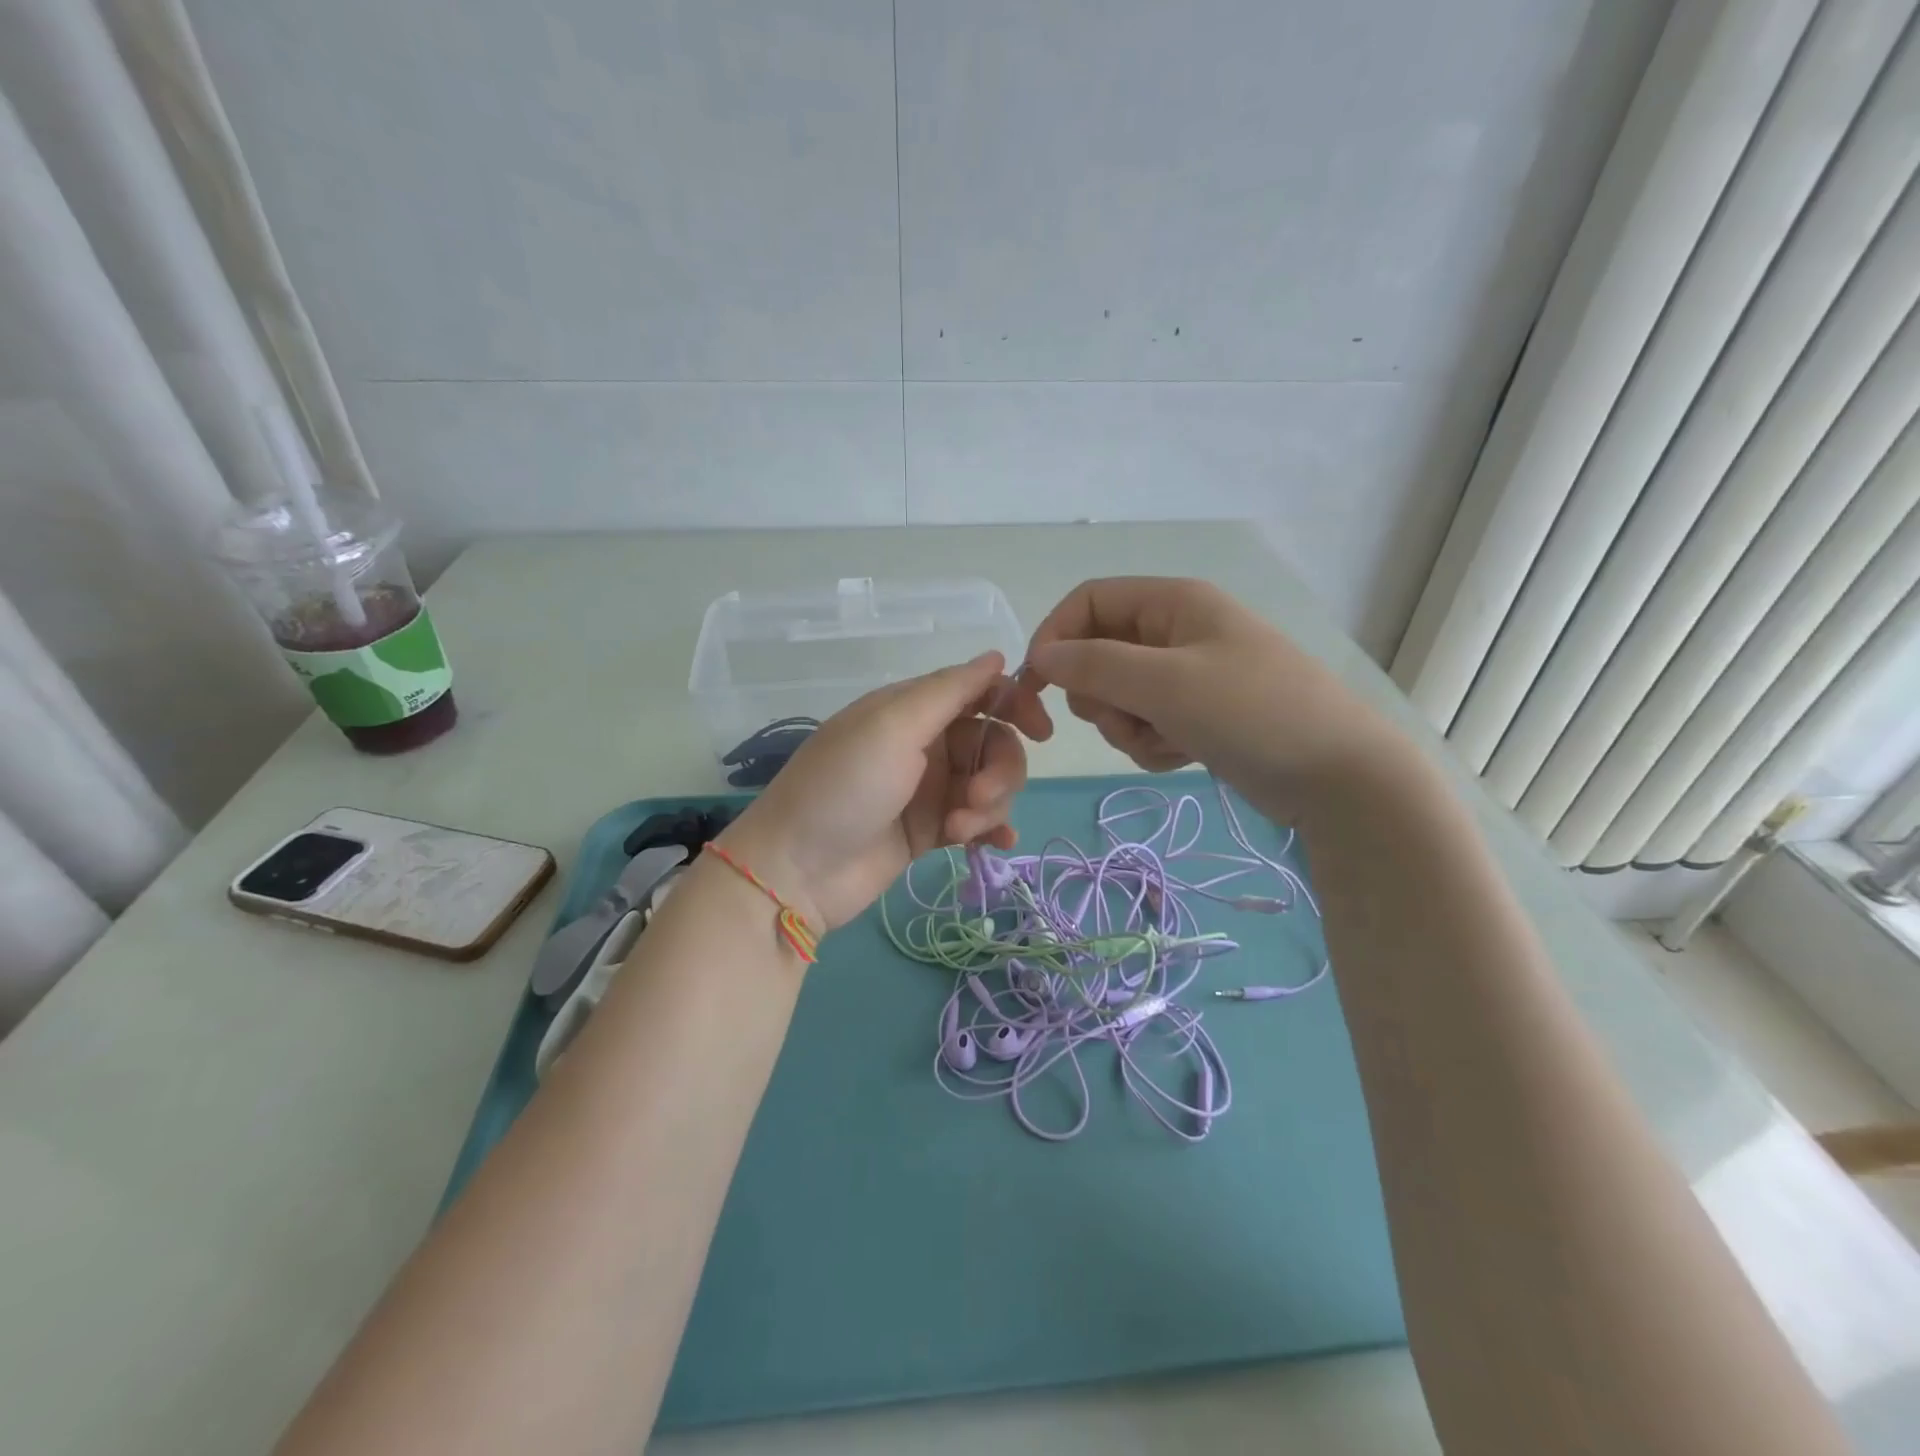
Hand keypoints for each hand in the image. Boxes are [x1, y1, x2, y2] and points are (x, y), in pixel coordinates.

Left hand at [718, 652, 1051, 929]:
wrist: (797, 870)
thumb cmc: (844, 787)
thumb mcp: (893, 726)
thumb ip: (949, 690)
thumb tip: (997, 656)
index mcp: (911, 709)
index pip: (978, 692)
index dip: (1014, 705)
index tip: (1041, 731)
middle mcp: (923, 744)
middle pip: (991, 742)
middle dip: (998, 771)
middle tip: (976, 801)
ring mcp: (927, 790)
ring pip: (988, 784)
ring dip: (988, 806)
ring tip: (957, 831)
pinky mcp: (928, 831)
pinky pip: (976, 821)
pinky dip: (990, 830)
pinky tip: (994, 845)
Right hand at [1025, 577, 1404, 819]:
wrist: (1337, 776)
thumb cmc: (1251, 712)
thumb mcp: (1166, 683)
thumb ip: (1095, 665)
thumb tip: (1041, 658)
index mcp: (1173, 602)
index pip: (1088, 602)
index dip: (1055, 637)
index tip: (1037, 686)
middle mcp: (1177, 631)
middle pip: (1099, 653)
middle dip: (1100, 695)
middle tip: (1124, 718)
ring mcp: (1189, 675)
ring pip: (1119, 696)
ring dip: (1128, 726)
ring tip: (1166, 741)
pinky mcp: (1198, 715)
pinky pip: (1146, 723)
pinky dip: (1153, 743)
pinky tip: (1185, 755)